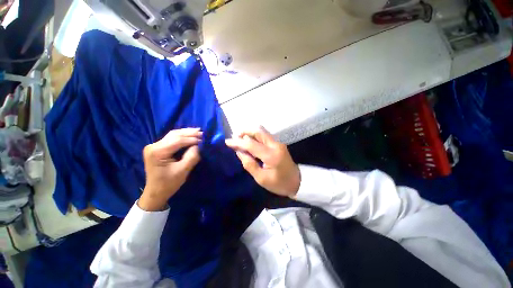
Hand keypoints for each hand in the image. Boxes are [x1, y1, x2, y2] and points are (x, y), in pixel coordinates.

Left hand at [139, 128, 201, 210]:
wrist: (156, 192)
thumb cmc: (169, 183)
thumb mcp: (183, 171)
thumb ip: (191, 157)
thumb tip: (198, 146)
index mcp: (157, 152)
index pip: (177, 140)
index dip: (191, 139)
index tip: (203, 139)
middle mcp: (153, 146)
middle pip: (174, 135)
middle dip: (189, 133)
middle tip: (202, 132)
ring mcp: (154, 146)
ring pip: (173, 135)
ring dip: (186, 133)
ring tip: (198, 131)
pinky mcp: (157, 148)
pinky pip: (171, 138)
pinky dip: (182, 136)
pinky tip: (190, 135)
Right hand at [225, 127, 299, 196]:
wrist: (297, 182)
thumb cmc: (279, 183)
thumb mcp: (262, 178)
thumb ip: (249, 164)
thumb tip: (239, 152)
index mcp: (271, 155)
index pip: (251, 145)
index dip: (238, 142)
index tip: (227, 142)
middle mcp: (275, 145)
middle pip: (259, 132)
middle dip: (245, 132)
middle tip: (235, 136)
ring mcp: (278, 143)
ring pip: (262, 132)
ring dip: (250, 133)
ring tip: (240, 138)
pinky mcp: (278, 144)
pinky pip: (265, 137)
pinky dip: (255, 137)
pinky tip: (250, 142)